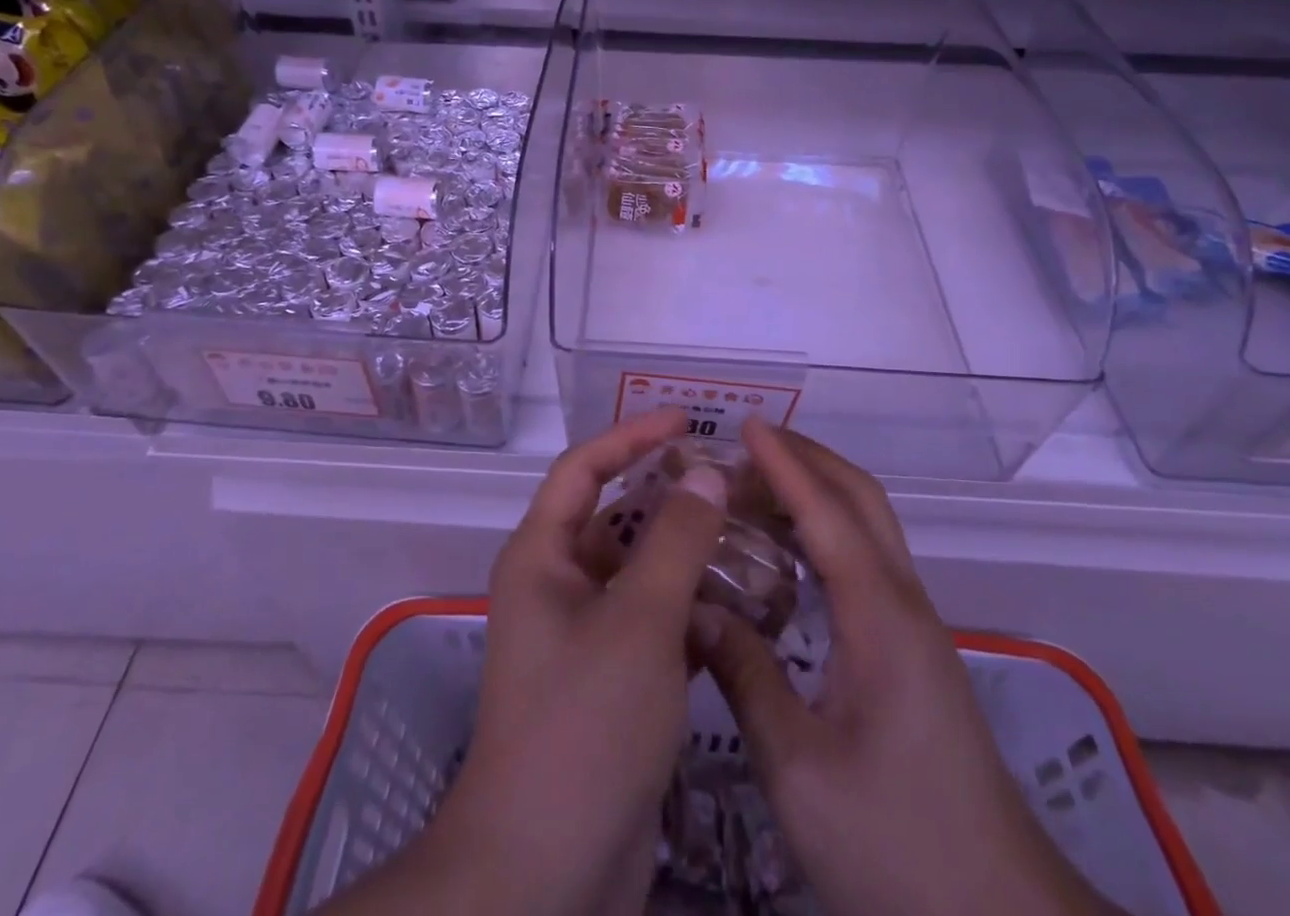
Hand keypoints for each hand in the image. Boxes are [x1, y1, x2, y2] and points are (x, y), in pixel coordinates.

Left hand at [316, 407, 728, 915]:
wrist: (547, 870)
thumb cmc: (584, 723)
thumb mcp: (639, 621)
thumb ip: (676, 541)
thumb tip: (706, 474)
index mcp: (542, 555)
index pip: (584, 468)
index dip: (631, 435)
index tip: (685, 420)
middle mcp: (556, 585)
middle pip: (614, 517)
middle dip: (667, 495)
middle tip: (729, 479)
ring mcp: (582, 635)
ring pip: (638, 572)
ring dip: (684, 554)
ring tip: (747, 534)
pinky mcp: (609, 680)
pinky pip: (650, 621)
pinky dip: (687, 608)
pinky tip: (739, 606)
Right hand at [698, 419, 1121, 915]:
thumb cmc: (898, 845)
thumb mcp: (800, 770)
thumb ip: (745, 676)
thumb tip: (696, 609)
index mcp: (880, 616)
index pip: (827, 512)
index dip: (784, 464)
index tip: (745, 426)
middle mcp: (904, 603)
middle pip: (861, 500)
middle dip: (808, 458)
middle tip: (747, 446)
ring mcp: (915, 626)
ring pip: (869, 527)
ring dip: (818, 491)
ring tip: (756, 488)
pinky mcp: (914, 652)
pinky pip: (867, 560)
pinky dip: (827, 531)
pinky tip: (788, 556)